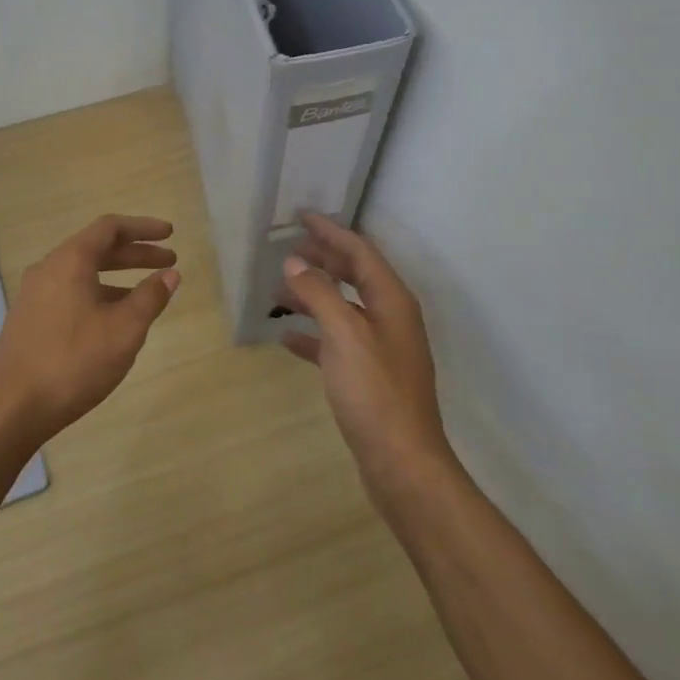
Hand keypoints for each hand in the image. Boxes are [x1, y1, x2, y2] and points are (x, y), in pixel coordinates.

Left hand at [0, 214, 179, 444]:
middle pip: (97, 248)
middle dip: (136, 254)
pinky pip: (71, 292)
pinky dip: (98, 294)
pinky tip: (114, 319)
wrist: (12, 407)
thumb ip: (150, 297)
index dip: (143, 228)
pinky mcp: (30, 318)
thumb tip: (170, 274)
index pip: (110, 227)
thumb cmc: (74, 361)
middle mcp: (49, 268)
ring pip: (83, 272)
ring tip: (148, 293)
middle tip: (169, 262)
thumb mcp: (124, 330)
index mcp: (70, 261)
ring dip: (118, 276)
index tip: (170, 235)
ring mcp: (35, 294)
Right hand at [277, 213, 453, 502]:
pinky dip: (313, 334)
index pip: (360, 252)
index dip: (330, 232)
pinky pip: (336, 342)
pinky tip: (287, 338)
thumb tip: (294, 263)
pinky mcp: (368, 375)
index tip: (301, 217)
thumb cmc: (375, 392)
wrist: (402, 462)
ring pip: (342, 308)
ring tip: (278, 293)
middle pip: (354, 276)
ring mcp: (380, 348)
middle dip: (321, 260)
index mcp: (392, 301)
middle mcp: (390, 318)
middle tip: (287, 250)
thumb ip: (319, 293)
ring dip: (312, 296)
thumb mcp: (344, 335)